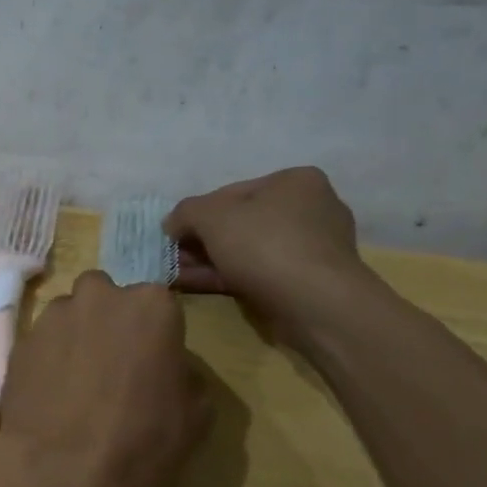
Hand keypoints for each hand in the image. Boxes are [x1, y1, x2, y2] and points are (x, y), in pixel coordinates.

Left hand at [0, 271, 211, 486]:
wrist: (61, 473)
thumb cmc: (142, 443)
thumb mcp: (197, 415)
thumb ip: (185, 374)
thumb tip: (170, 368)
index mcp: (151, 305)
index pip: (157, 305)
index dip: (154, 334)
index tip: (152, 364)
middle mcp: (99, 296)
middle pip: (106, 297)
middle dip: (108, 320)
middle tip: (112, 366)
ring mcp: (53, 317)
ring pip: (69, 315)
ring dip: (75, 336)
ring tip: (77, 384)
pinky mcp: (20, 341)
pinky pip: (42, 342)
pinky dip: (48, 358)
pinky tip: (51, 396)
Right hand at [164, 167, 374, 331]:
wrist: (316, 305)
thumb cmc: (266, 246)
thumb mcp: (211, 216)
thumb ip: (185, 212)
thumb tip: (172, 224)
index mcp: (295, 181)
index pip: (231, 192)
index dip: (195, 213)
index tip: (172, 235)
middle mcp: (309, 209)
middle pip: (238, 223)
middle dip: (200, 241)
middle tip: (171, 257)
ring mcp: (310, 249)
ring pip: (245, 251)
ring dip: (207, 262)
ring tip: (174, 274)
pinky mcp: (305, 282)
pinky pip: (256, 274)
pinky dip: (224, 278)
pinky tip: (193, 285)